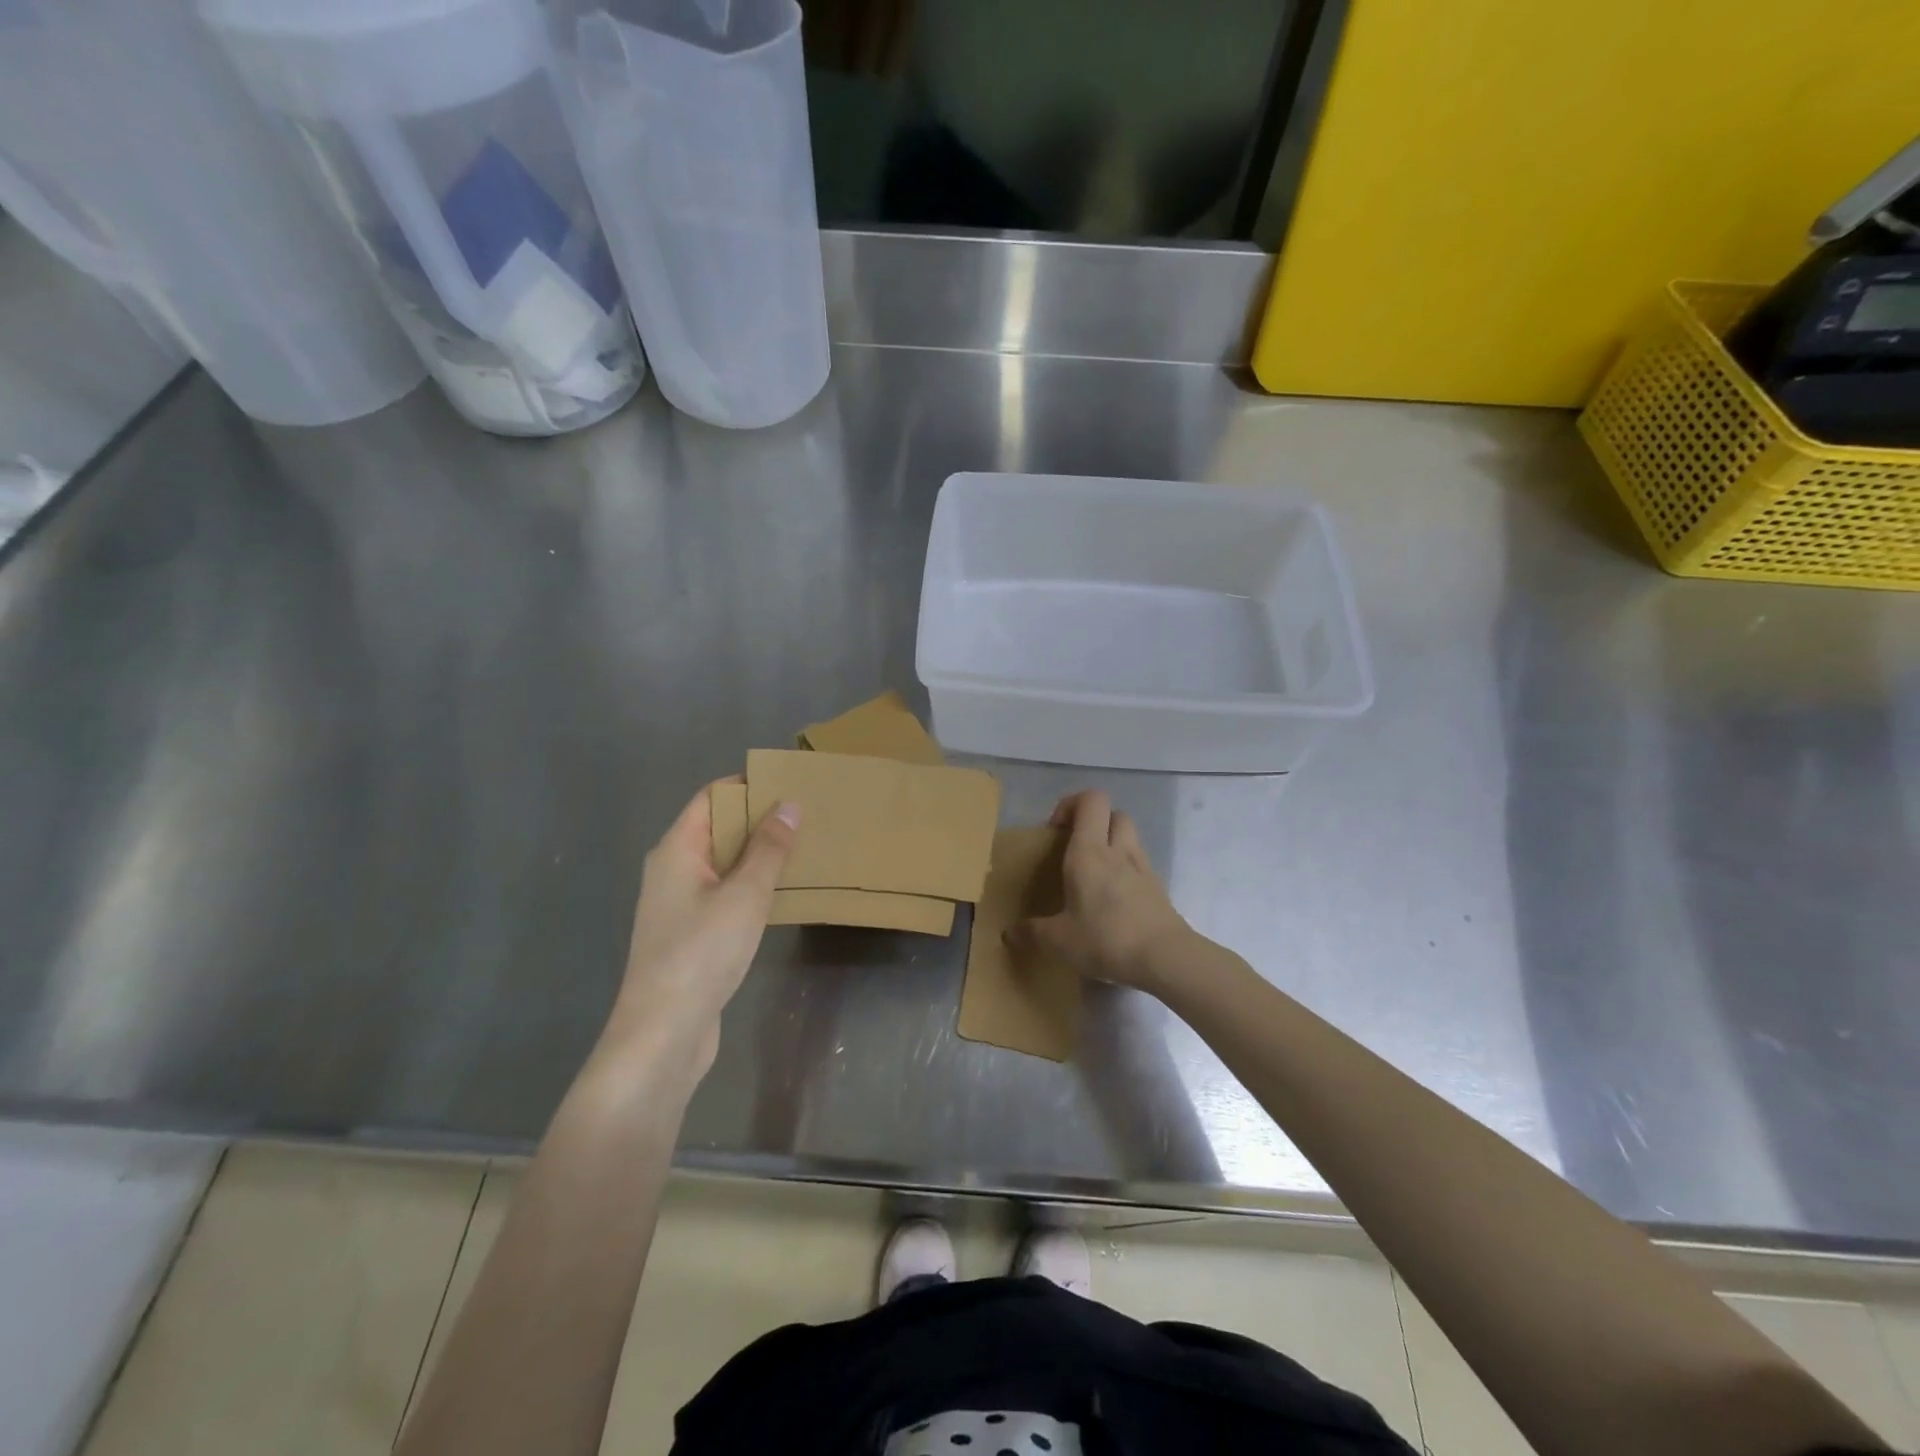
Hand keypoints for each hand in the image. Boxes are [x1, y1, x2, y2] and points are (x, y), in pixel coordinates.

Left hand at [599, 778, 797, 1088]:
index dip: (747, 786)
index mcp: (676, 851)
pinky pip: (724, 893)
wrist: (663, 1034)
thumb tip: (789, 805)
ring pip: (723, 864)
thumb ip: (768, 848)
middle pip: (717, 828)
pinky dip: (751, 885)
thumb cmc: (701, 953)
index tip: (789, 784)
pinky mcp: (690, 934)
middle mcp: (672, 870)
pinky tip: (782, 893)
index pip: (710, 798)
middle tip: (807, 816)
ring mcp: (679, 904)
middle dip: (759, 820)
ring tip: (804, 849)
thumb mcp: (745, 895)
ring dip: (758, 855)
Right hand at [1008, 790, 1192, 993]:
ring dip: (1111, 845)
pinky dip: (1125, 871)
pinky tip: (1113, 901)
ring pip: (1129, 837)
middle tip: (1075, 849)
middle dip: (1094, 823)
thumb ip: (1031, 933)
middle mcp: (1118, 850)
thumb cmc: (1106, 938)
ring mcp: (1143, 867)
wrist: (1166, 958)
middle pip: (1113, 813)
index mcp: (1089, 851)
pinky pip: (1139, 865)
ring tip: (1093, 875)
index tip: (1055, 830)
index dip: (1072, 804)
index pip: (1090, 800)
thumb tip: (1008, 934)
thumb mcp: (1059, 940)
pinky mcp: (1158, 888)